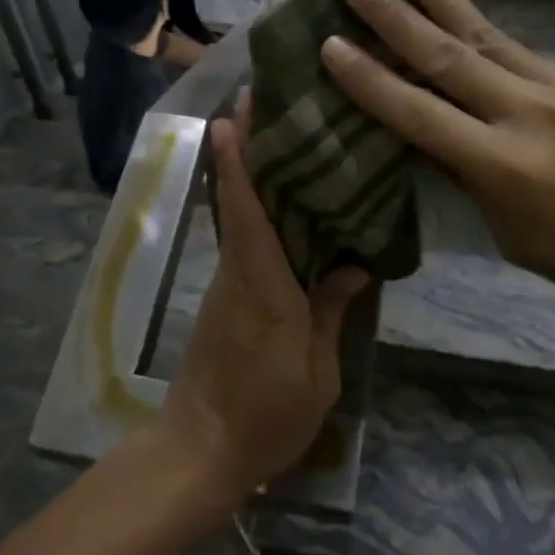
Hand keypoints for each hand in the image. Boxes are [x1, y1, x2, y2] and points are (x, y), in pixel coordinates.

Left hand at [159, 93, 367, 505]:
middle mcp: (238, 272)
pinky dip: (258, 212)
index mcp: (262, 284)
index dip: (235, 159)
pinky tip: (288, 205)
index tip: (232, 113)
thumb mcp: (316, 372)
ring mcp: (228, 284)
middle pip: (237, 200)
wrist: (200, 451)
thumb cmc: (265, 416)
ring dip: (252, 175)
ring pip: (239, 218)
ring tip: (287, 139)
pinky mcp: (226, 299)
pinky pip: (245, 243)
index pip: (244, 208)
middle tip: (265, 104)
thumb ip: (331, 311)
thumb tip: (354, 264)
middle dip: (243, 149)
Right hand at [320, 0, 554, 329]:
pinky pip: (522, 51)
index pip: (419, 115)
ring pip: (486, 34)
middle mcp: (528, 114)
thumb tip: (441, 142)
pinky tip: (461, 15)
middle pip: (448, 56)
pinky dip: (484, 31)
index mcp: (504, 167)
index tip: (332, 46)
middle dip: (395, 17)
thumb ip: (475, 181)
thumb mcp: (518, 237)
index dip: (370, 81)